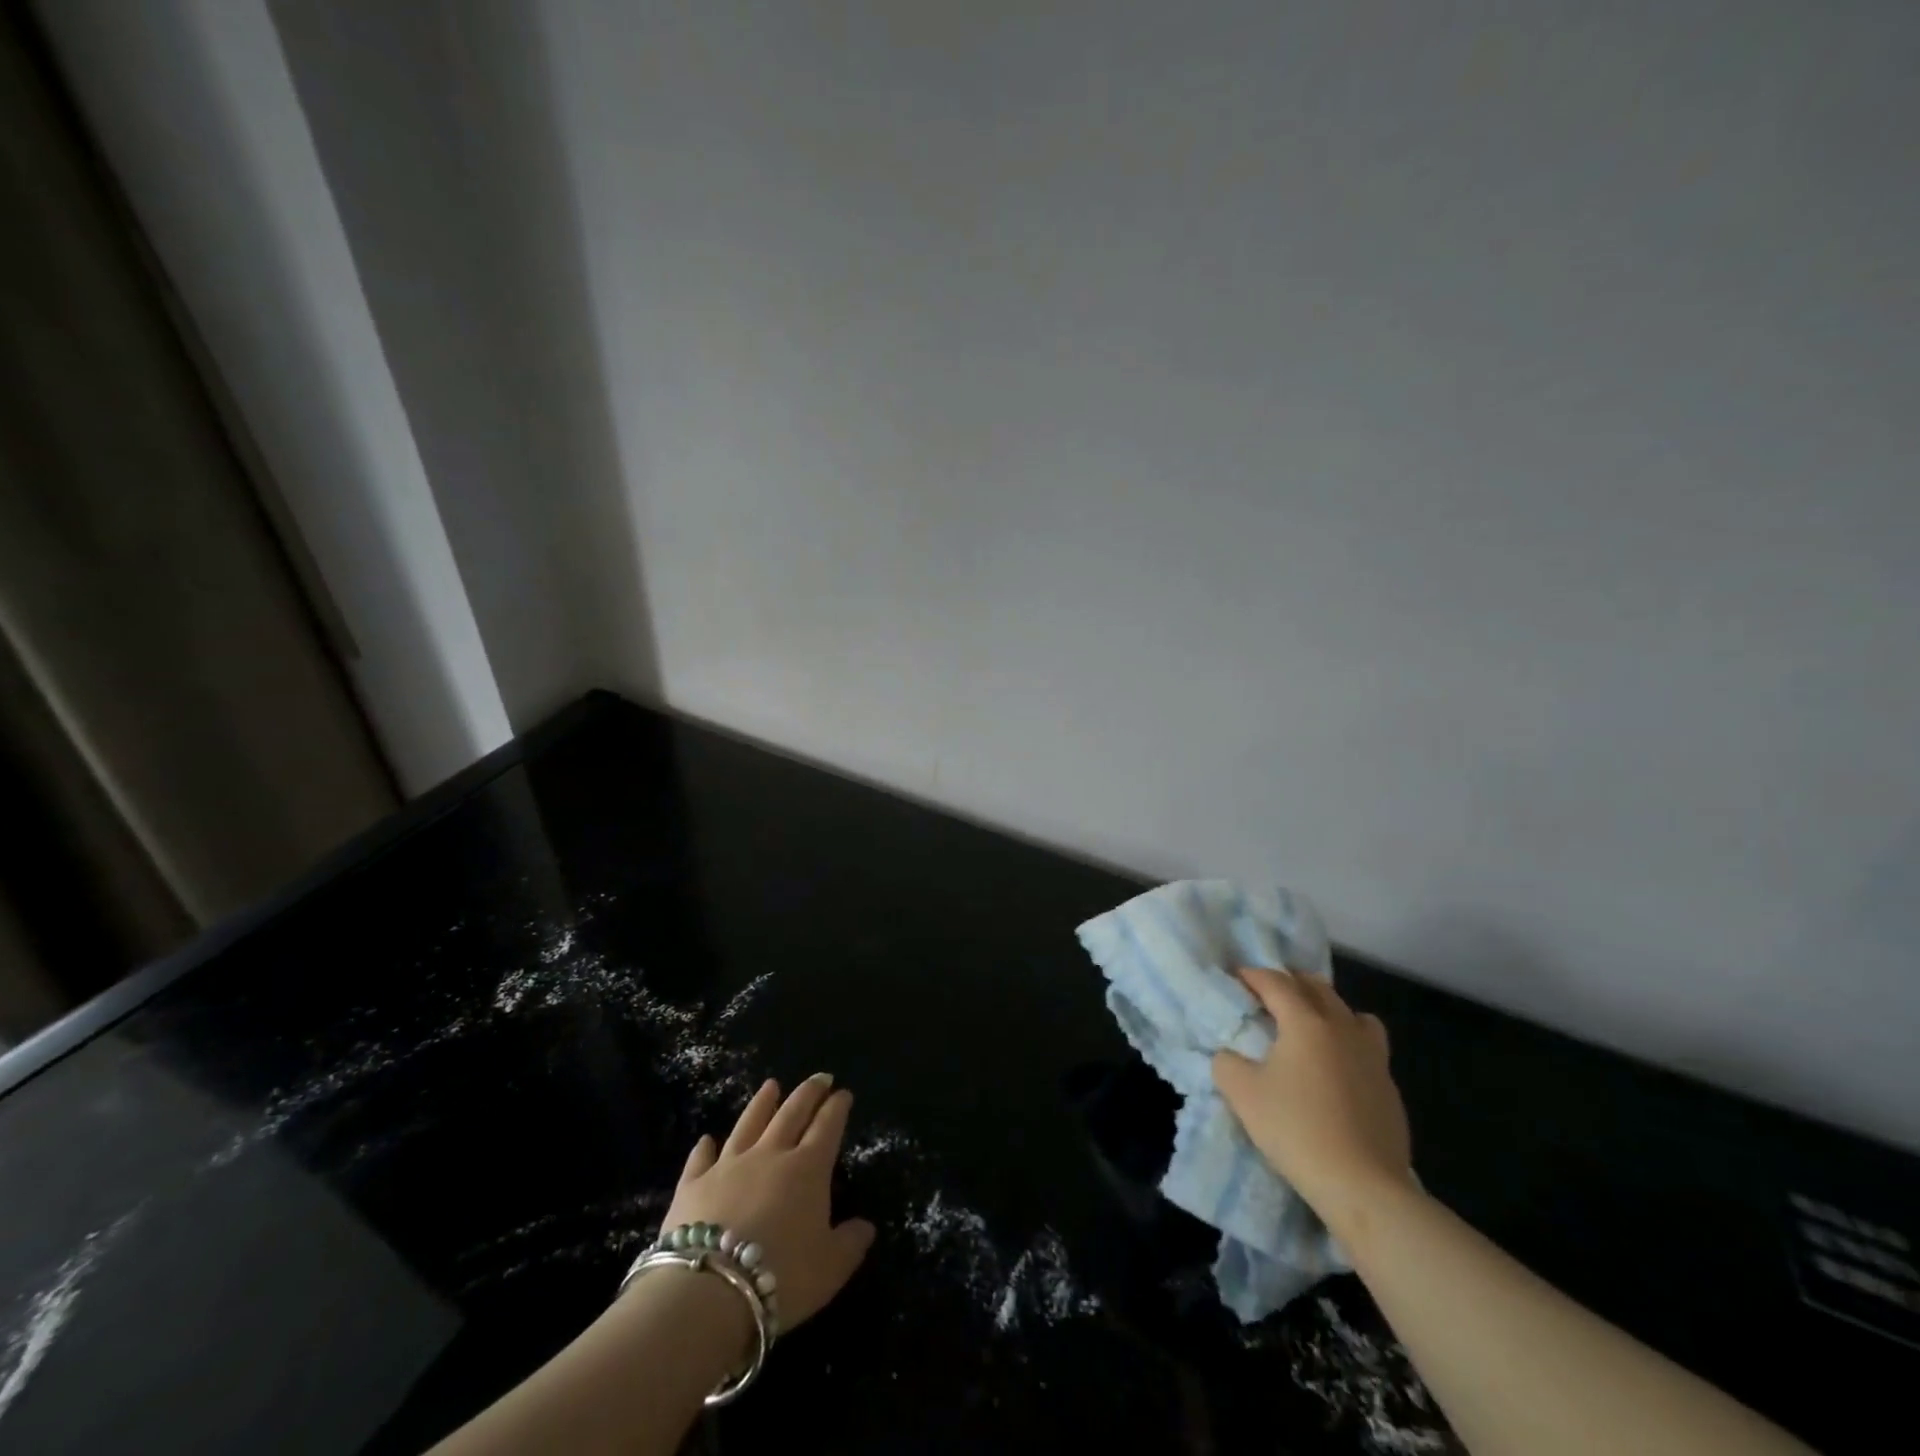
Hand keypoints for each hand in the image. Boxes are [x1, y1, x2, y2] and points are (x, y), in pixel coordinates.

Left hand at [660, 1075, 875, 1331]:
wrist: (708, 1292)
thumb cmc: (780, 1277)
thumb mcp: (830, 1269)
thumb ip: (850, 1244)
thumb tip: (867, 1226)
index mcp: (807, 1169)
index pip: (827, 1126)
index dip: (837, 1107)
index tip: (844, 1093)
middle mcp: (770, 1155)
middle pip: (792, 1113)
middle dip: (809, 1093)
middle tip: (819, 1077)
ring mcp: (729, 1165)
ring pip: (749, 1124)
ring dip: (762, 1103)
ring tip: (771, 1085)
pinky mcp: (693, 1184)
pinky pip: (701, 1158)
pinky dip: (705, 1147)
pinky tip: (707, 1139)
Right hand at [1211, 969, 1412, 1235]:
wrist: (1363, 1186)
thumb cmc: (1297, 1129)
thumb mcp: (1242, 1094)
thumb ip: (1227, 1063)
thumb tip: (1229, 1055)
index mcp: (1306, 1022)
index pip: (1276, 983)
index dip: (1253, 975)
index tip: (1236, 977)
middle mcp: (1343, 1028)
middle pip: (1318, 988)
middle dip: (1290, 983)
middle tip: (1268, 993)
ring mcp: (1373, 1057)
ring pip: (1352, 1014)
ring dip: (1328, 1008)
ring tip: (1310, 1025)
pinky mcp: (1389, 1088)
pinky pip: (1368, 1047)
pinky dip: (1348, 1043)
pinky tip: (1335, 1069)